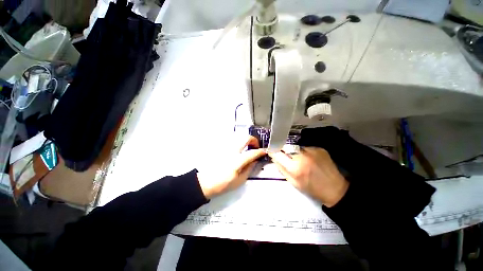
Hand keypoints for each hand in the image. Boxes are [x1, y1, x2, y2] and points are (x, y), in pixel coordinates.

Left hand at [197, 136, 265, 198]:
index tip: (265, 151)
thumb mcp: (239, 180)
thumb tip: (255, 160)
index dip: (260, 151)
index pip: (252, 153)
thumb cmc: (223, 184)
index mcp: (237, 161)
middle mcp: (232, 151)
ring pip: (239, 137)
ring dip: (246, 141)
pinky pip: (233, 141)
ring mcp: (226, 148)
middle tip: (255, 147)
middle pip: (245, 138)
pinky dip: (239, 143)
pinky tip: (239, 150)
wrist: (205, 182)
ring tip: (248, 148)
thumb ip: (249, 168)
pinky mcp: (222, 148)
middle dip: (254, 140)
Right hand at [269, 147, 348, 206]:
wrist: (335, 189)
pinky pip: (305, 147)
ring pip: (295, 146)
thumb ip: (281, 168)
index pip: (277, 153)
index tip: (271, 150)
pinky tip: (309, 158)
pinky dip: (304, 152)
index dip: (273, 151)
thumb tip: (274, 157)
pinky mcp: (319, 148)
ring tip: (300, 158)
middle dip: (283, 150)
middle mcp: (302, 156)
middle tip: (285, 155)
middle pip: (285, 146)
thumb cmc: (312, 188)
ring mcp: (312, 151)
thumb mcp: (293, 182)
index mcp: (294, 167)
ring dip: (294, 151)